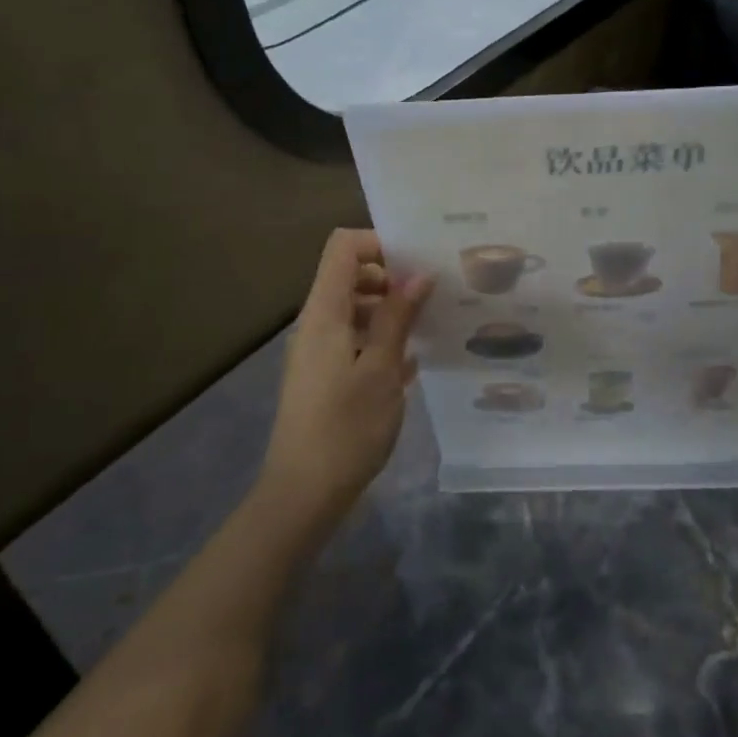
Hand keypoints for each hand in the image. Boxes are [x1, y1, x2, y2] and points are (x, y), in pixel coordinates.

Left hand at [263, 229, 432, 520]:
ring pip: (356, 311)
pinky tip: (412, 364)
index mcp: (324, 312)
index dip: (380, 243)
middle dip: (392, 278)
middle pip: (351, 276)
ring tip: (431, 329)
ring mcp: (318, 351)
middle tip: (433, 297)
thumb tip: (419, 275)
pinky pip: (355, 341)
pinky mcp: (325, 377)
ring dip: (391, 313)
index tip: (418, 263)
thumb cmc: (346, 427)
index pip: (344, 247)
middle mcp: (316, 323)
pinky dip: (381, 342)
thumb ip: (399, 318)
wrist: (304, 493)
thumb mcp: (382, 370)